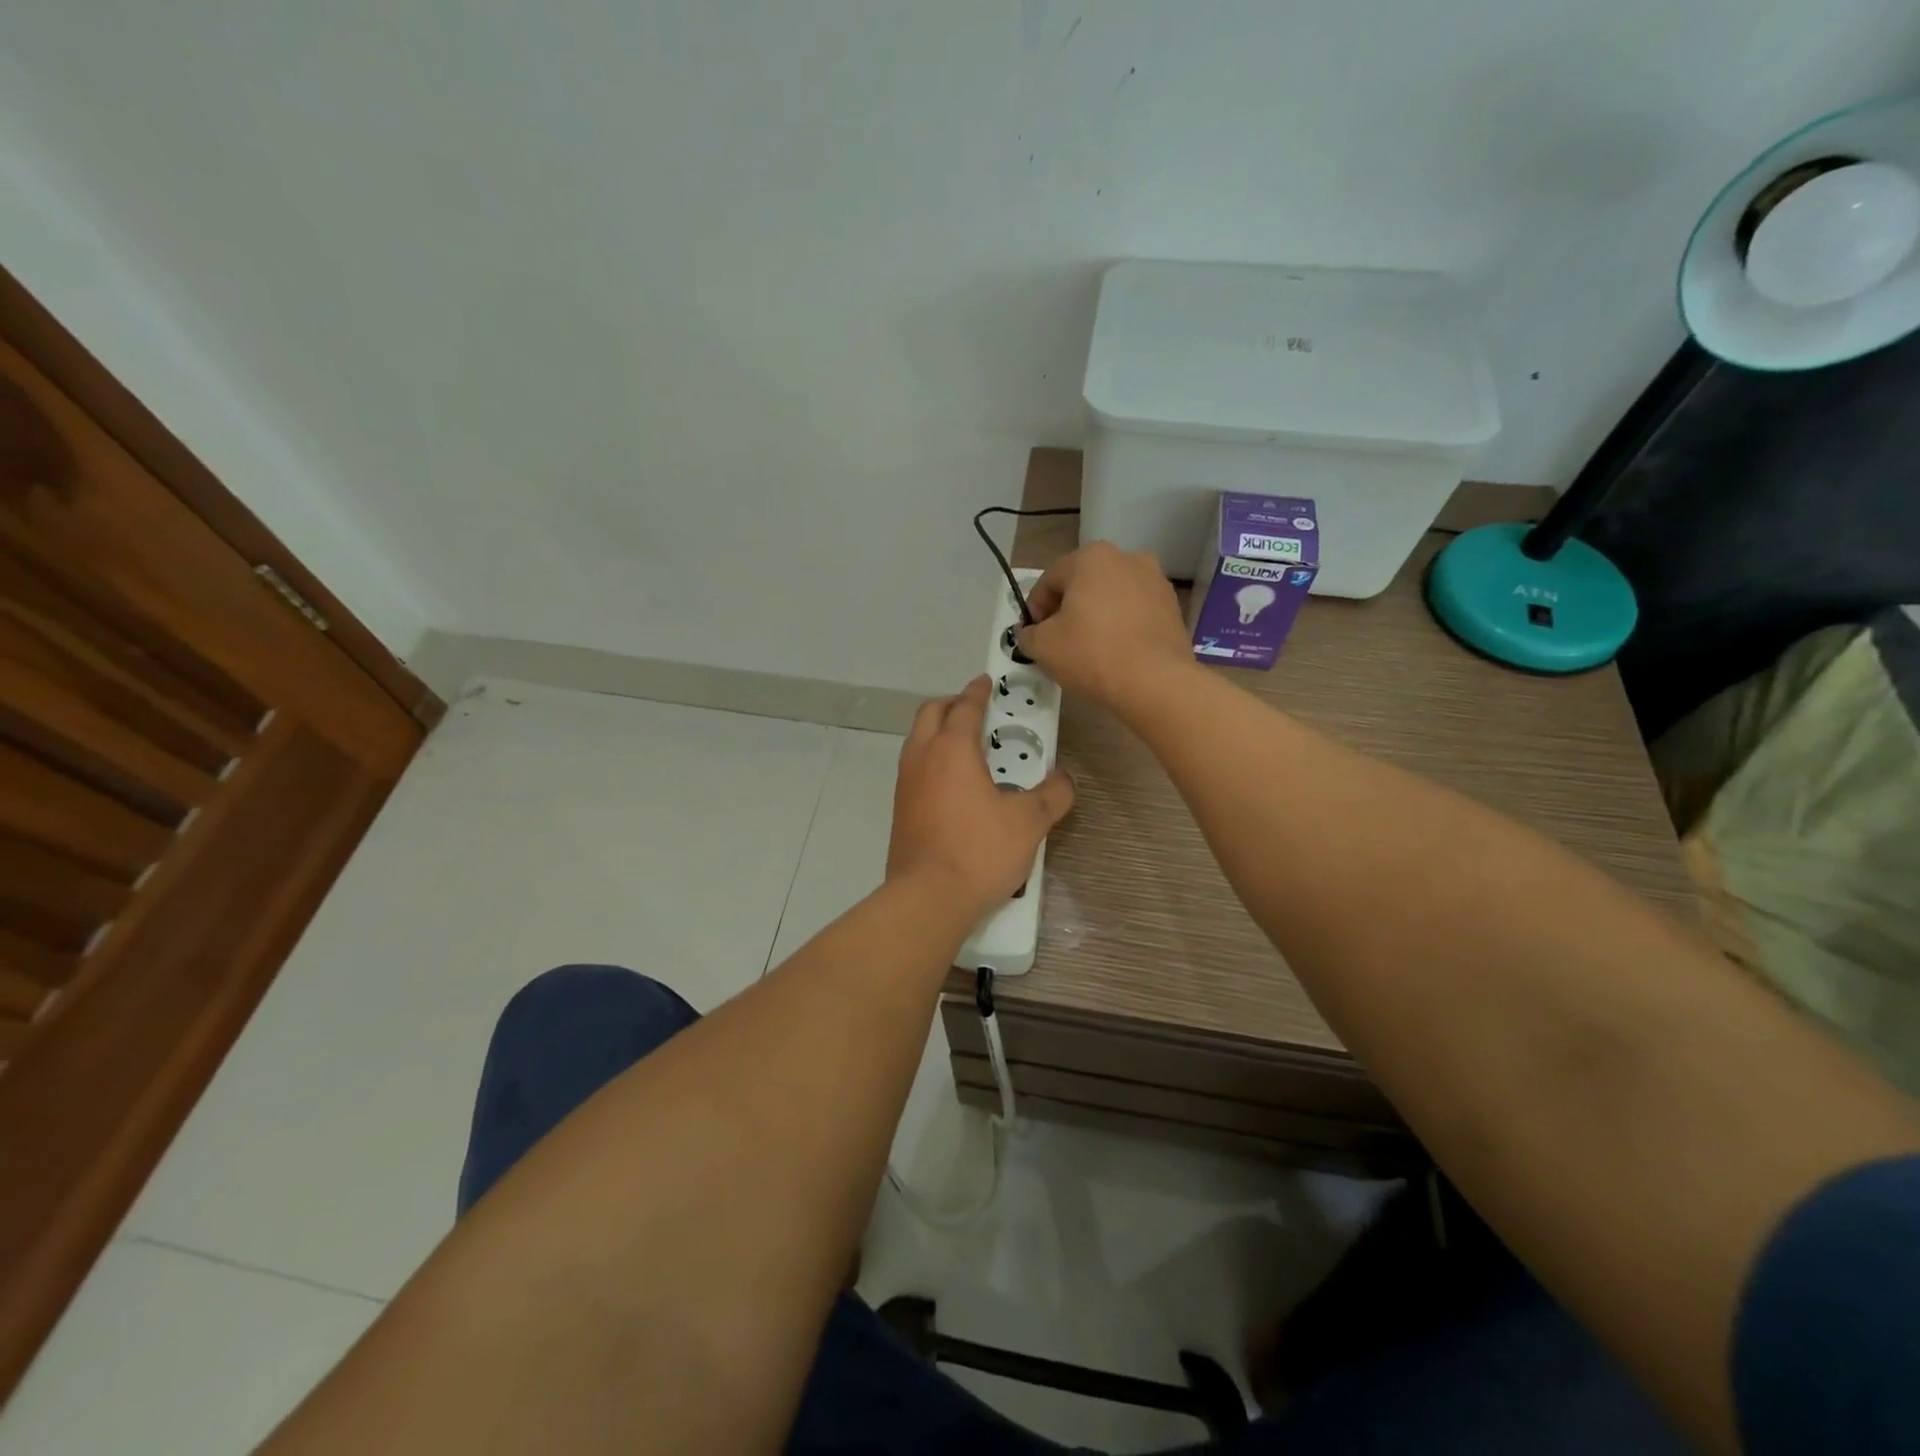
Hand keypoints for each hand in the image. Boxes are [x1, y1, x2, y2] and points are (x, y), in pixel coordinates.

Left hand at [888, 676, 1074, 913]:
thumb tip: (1066, 780)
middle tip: (976, 710)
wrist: (928, 898)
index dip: (978, 692)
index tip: (987, 682)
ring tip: (968, 746)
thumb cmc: (979, 851)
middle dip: (952, 704)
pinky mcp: (900, 810)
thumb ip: (1052, 795)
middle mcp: (922, 758)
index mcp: (952, 749)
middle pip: (930, 714)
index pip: (964, 707)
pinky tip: (954, 784)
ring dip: (938, 732)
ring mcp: (905, 785)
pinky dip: (932, 760)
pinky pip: (915, 769)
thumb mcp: (1029, 822)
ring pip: (917, 741)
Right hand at [1016, 542, 1193, 710]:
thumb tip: (1030, 634)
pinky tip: (1114, 653)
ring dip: (1095, 617)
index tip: (1032, 636)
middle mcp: (1127, 558)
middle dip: (1066, 610)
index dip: (1034, 609)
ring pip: (1111, 598)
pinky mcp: (1173, 607)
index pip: (1049, 580)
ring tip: (1087, 650)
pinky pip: (1134, 613)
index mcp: (1092, 557)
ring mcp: (1155, 581)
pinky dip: (1120, 627)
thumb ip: (1028, 635)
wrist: (1155, 681)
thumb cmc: (1091, 653)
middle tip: (1057, 642)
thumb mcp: (1043, 646)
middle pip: (1082, 585)